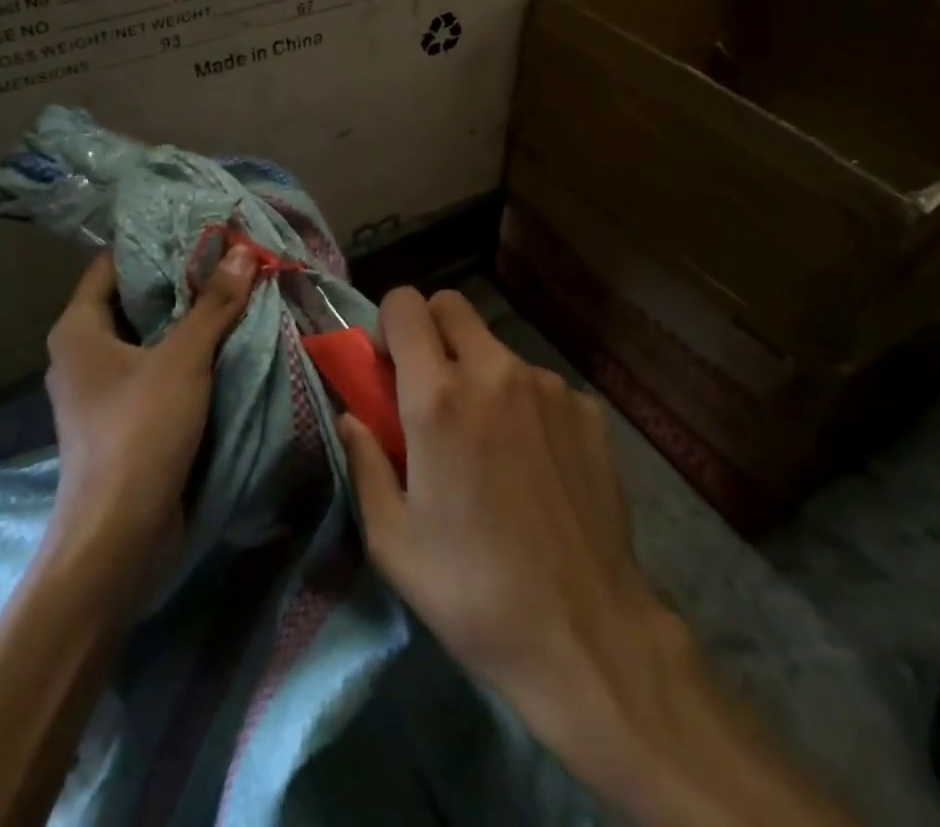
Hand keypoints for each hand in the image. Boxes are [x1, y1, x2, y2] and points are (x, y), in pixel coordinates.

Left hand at [44, 246, 256, 596]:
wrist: (117, 540)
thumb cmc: (139, 434)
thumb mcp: (182, 360)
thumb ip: (213, 304)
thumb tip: (243, 252)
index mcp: (78, 329)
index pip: (112, 264)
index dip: (154, 242)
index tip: (199, 227)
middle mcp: (83, 353)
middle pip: (134, 299)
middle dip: (180, 280)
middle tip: (229, 256)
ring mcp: (102, 388)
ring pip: (148, 336)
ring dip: (188, 318)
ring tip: (236, 290)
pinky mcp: (123, 418)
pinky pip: (156, 368)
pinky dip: (187, 353)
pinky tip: (226, 341)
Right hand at [336, 289, 661, 711]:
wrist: (586, 635)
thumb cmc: (472, 591)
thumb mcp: (393, 540)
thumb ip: (364, 462)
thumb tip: (351, 416)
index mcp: (439, 397)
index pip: (405, 304)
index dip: (389, 325)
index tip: (388, 367)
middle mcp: (495, 372)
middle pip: (452, 306)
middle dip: (431, 332)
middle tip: (431, 391)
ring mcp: (549, 387)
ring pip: (497, 349)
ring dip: (480, 374)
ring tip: (490, 444)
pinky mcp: (589, 410)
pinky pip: (540, 386)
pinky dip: (526, 406)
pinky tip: (536, 466)